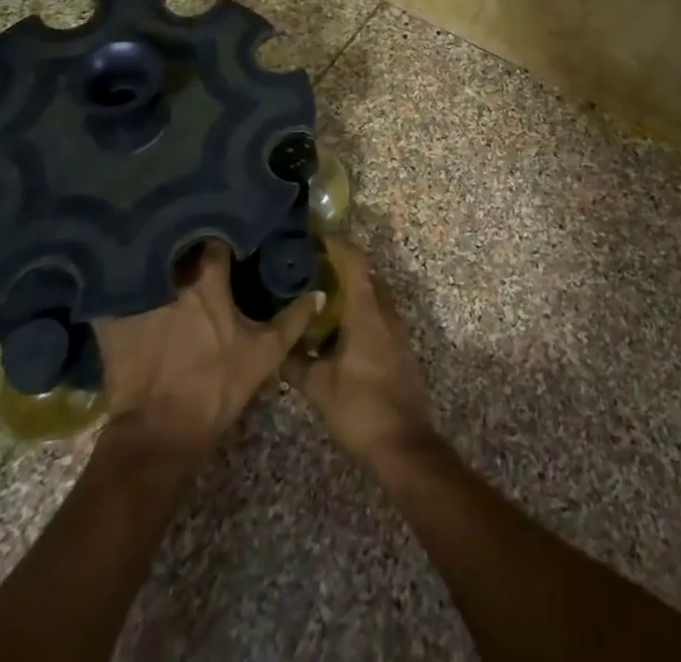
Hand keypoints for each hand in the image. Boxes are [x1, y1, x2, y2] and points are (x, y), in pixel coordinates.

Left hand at [95, 243, 317, 463]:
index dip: (223, 233)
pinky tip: (122, 280)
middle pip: (176, 243)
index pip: (215, 239)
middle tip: (194, 236)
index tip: (228, 233)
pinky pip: (112, 287)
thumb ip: (292, 321)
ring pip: (145, 260)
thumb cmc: (215, 387)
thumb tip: (319, 293)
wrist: (158, 434)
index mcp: (207, 280)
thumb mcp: (263, 355)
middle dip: (185, 237)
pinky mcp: (110, 318)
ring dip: (153, 256)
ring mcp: (137, 296)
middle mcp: (170, 278)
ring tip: (159, 250)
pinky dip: (118, 281)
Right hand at [284, 238, 433, 471]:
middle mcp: (386, 312)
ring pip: (374, 294)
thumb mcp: (319, 387)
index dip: (337, 244)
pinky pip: (379, 313)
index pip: (355, 262)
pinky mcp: (400, 347)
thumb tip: (276, 347)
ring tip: (321, 293)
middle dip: (342, 264)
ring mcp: (397, 330)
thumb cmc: (361, 409)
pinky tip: (339, 327)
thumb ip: (295, 363)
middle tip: (311, 265)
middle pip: (366, 274)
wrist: (404, 446)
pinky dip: (360, 308)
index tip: (315, 236)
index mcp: (367, 312)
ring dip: (352, 288)